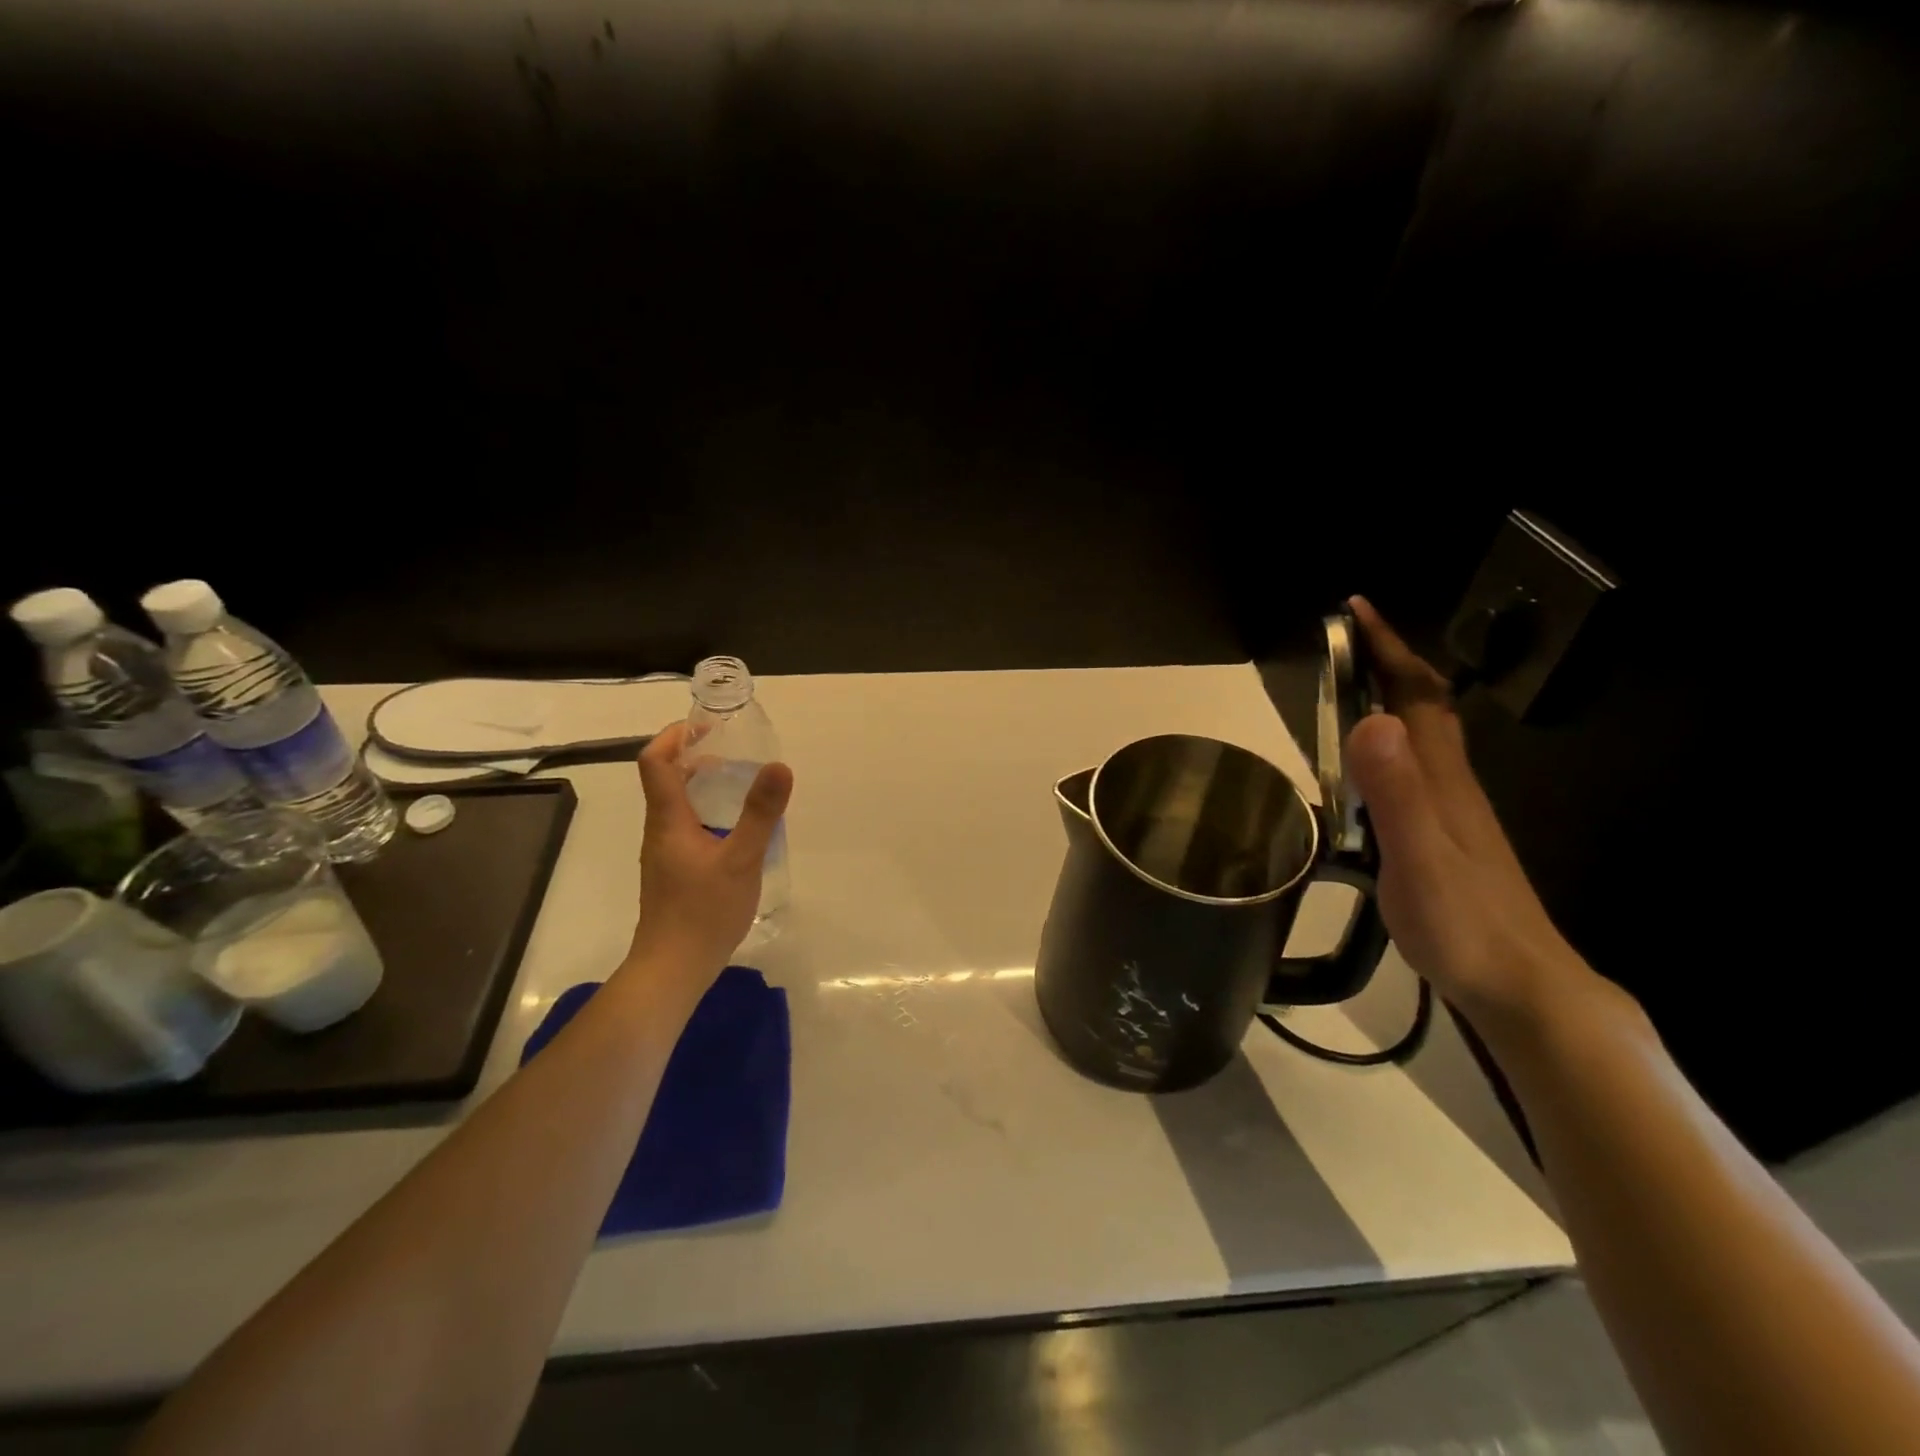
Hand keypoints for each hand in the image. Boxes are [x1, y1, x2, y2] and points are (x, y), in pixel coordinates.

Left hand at [626, 721, 793, 986]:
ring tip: (743, 786)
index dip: (674, 735)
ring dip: (704, 786)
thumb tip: (780, 766)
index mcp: (668, 819)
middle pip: (666, 779)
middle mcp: (659, 830)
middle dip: (697, 757)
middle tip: (737, 753)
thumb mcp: (742, 859)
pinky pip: (687, 828)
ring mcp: (664, 854)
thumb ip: (761, 813)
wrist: (673, 969)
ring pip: (678, 805)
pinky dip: (709, 813)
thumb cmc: (703, 912)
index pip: (654, 761)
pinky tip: (737, 831)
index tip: (707, 726)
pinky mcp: (673, 872)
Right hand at [1343, 596, 1594, 1031]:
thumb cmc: (1462, 921)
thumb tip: (1371, 719)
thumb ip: (1396, 792)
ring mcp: (1450, 809)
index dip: (1388, 649)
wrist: (1519, 983)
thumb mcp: (1417, 857)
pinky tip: (1366, 763)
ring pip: (1421, 734)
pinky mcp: (1443, 833)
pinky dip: (1388, 741)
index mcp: (1440, 777)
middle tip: (1345, 643)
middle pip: (1424, 705)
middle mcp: (1449, 781)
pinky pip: (1412, 766)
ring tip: (1347, 689)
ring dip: (1389, 698)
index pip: (1416, 694)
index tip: (1354, 610)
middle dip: (1388, 662)